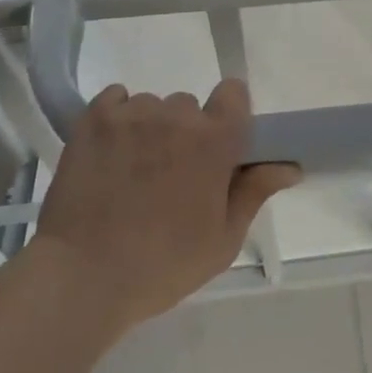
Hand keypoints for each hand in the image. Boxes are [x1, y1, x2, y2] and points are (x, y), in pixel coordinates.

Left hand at [35, 80, 300, 329]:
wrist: (80, 280)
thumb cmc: (161, 266)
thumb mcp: (221, 241)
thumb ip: (255, 192)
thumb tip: (291, 166)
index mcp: (215, 139)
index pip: (234, 92)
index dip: (228, 114)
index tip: (217, 147)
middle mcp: (178, 115)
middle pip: (188, 106)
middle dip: (184, 134)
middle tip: (169, 176)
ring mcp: (133, 114)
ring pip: (151, 106)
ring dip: (148, 129)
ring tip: (131, 172)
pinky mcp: (94, 119)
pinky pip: (116, 99)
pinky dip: (116, 118)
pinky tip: (108, 153)